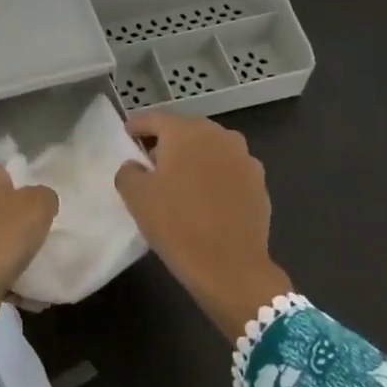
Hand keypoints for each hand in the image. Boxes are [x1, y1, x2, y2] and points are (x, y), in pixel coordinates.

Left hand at [0, 165, 57, 350]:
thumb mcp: (37, 207)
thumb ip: (45, 196)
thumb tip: (41, 200)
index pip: (6, 170)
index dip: (27, 185)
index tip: (45, 206)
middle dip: (22, 221)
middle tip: (45, 234)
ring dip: (14, 251)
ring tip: (38, 265)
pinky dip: (4, 276)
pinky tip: (26, 291)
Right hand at [113, 112, 292, 341]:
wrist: (231, 267)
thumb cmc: (177, 224)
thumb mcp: (136, 197)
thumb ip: (128, 172)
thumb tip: (136, 166)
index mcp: (186, 131)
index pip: (155, 119)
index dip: (137, 127)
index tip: (127, 136)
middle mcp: (219, 135)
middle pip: (186, 131)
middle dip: (167, 143)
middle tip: (151, 163)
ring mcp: (244, 158)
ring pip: (210, 149)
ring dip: (194, 158)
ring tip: (180, 182)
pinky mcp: (259, 182)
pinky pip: (229, 170)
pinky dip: (215, 177)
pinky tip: (206, 199)